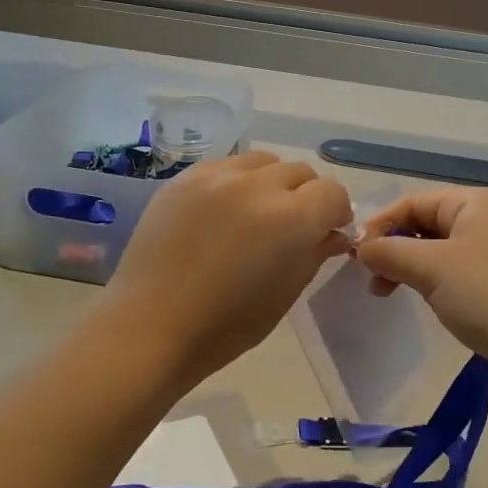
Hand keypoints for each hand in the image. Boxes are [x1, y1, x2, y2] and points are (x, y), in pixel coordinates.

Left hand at [102, 151, 352, 386]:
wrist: (151, 325)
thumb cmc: (226, 325)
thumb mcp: (285, 293)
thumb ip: (314, 253)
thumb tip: (332, 234)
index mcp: (290, 218)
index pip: (332, 193)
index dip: (336, 213)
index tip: (327, 233)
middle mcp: (257, 185)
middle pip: (300, 172)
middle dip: (306, 197)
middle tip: (292, 228)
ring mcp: (217, 176)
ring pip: (263, 162)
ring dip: (272, 183)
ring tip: (256, 214)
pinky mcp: (184, 178)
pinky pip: (226, 167)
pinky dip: (237, 183)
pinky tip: (223, 213)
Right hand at [355, 189, 487, 398]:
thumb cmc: (486, 295)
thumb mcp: (431, 268)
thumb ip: (389, 252)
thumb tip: (360, 247)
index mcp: (475, 202)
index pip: (413, 202)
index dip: (381, 224)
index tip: (356, 254)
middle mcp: (486, 218)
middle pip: (424, 223)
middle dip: (393, 247)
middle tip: (369, 277)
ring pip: (436, 249)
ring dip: (407, 266)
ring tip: (385, 292)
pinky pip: (452, 270)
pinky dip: (429, 280)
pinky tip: (417, 298)